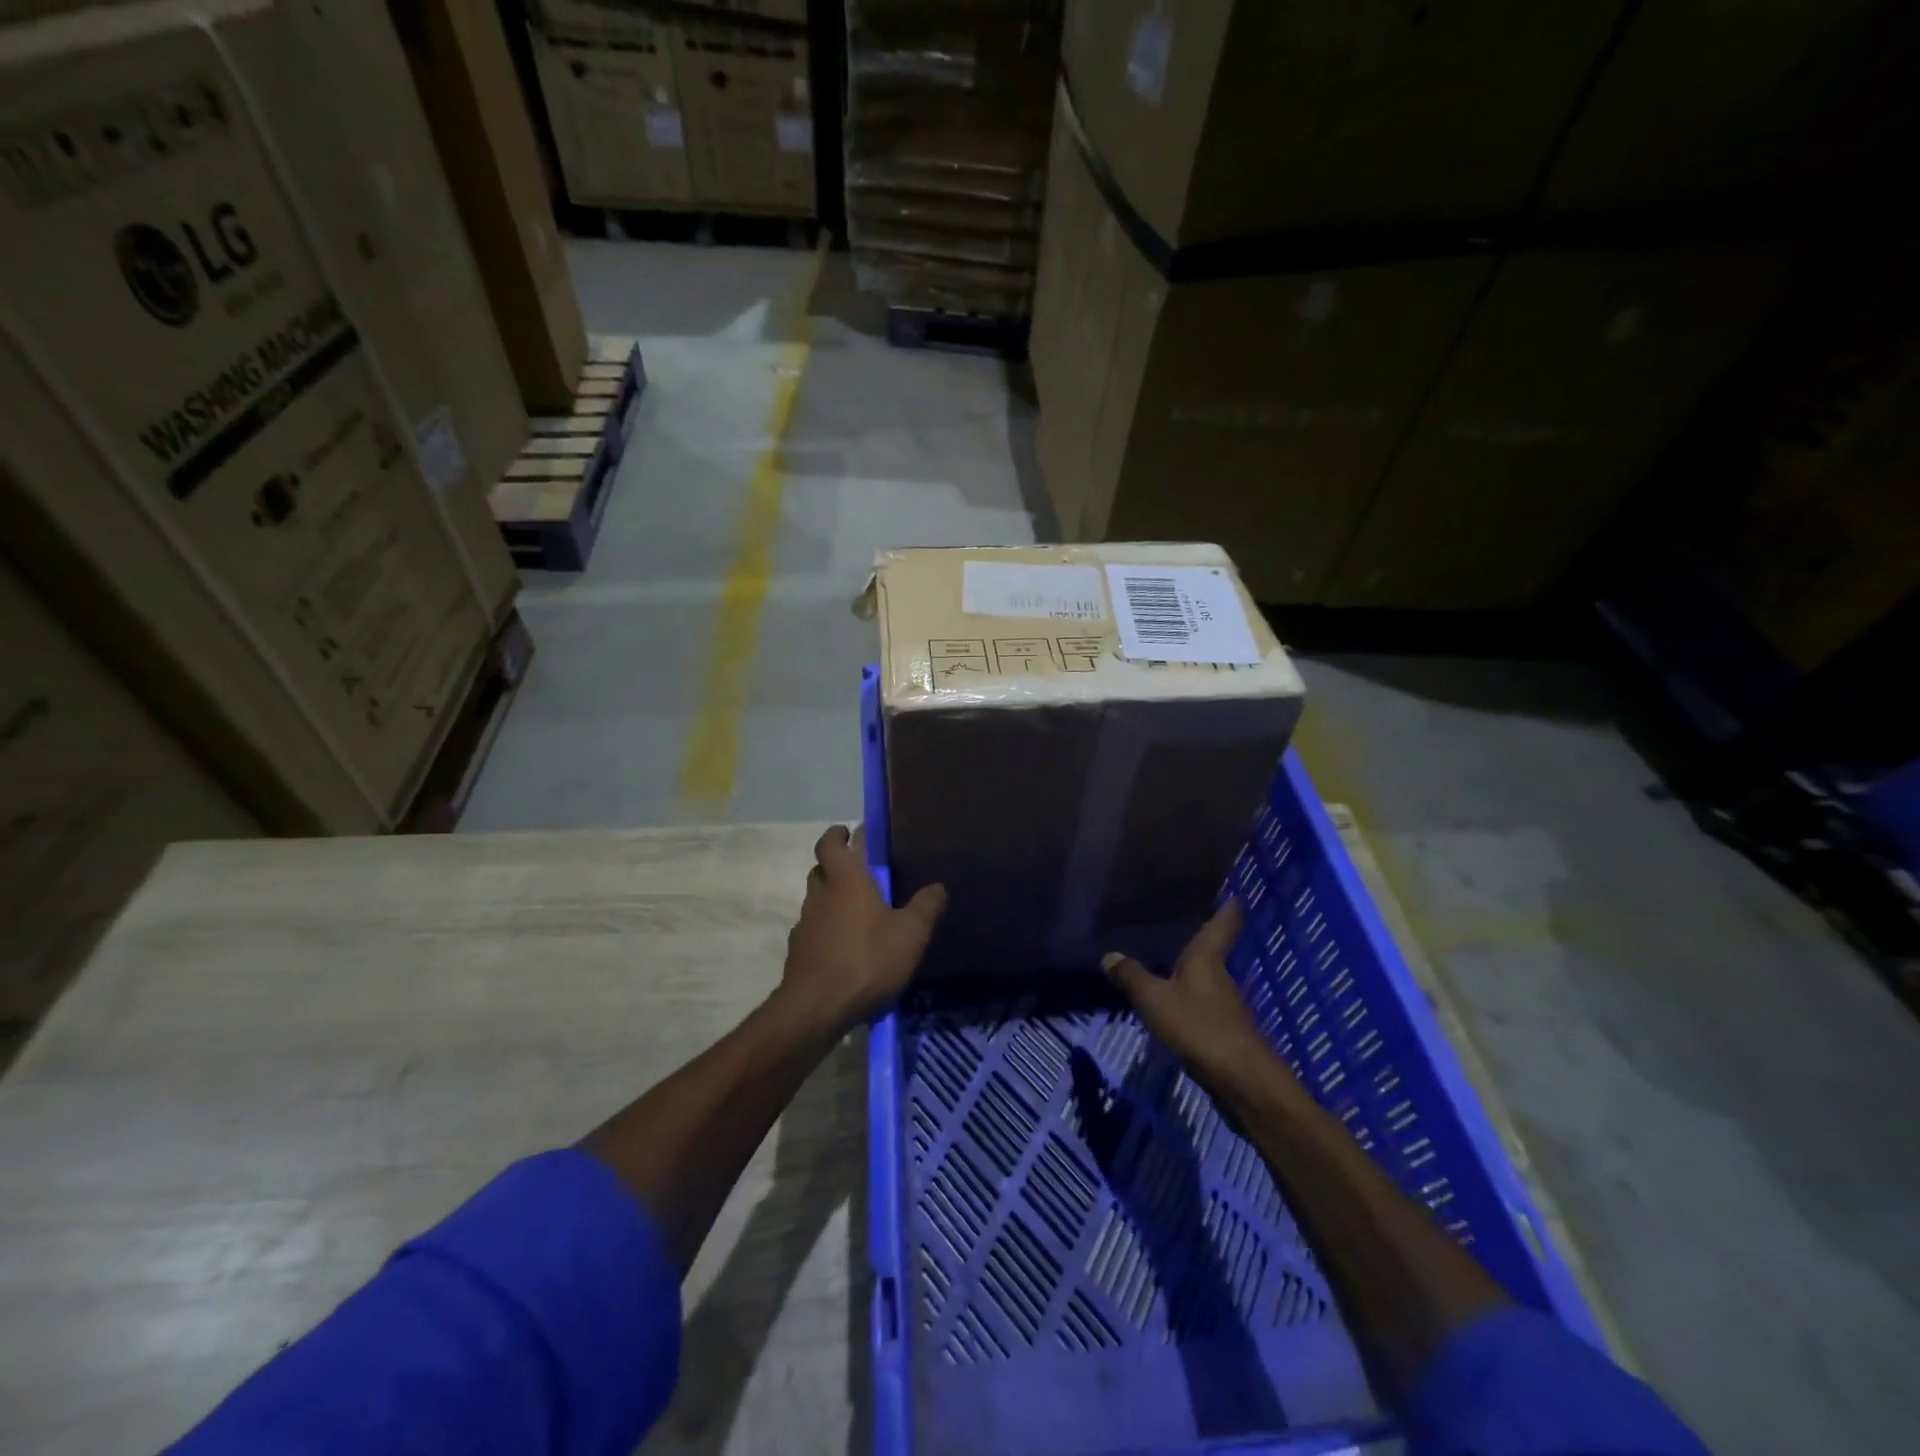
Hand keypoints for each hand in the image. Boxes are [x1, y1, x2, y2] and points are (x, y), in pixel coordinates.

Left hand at [778, 825, 946, 1033]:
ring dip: (831, 899)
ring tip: (857, 913)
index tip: (849, 832)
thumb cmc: (867, 960)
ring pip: (816, 901)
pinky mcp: (798, 954)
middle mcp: (820, 896)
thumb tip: (938, 886)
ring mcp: (805, 925)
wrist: (816, 1008)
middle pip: (820, 870)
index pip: (830, 844)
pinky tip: (844, 948)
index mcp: (846, 880)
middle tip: (859, 871)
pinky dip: (826, 930)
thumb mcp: (911, 934)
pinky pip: (813, 931)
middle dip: (836, 865)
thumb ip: (926, 907)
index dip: (837, 834)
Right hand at [1102, 901, 1281, 1100]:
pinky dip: (1193, 1003)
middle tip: (1185, 926)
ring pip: (1209, 982)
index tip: (1235, 894)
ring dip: (1195, 975)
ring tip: (1173, 965)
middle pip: (1214, 953)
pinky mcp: (1226, 1034)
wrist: (1242, 1080)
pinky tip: (1178, 1008)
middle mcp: (1221, 978)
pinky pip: (1205, 1008)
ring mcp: (1227, 1007)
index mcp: (1207, 960)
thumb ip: (1132, 977)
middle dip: (1203, 942)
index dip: (1228, 909)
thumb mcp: (1155, 999)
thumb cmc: (1199, 1026)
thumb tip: (1109, 954)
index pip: (1222, 925)